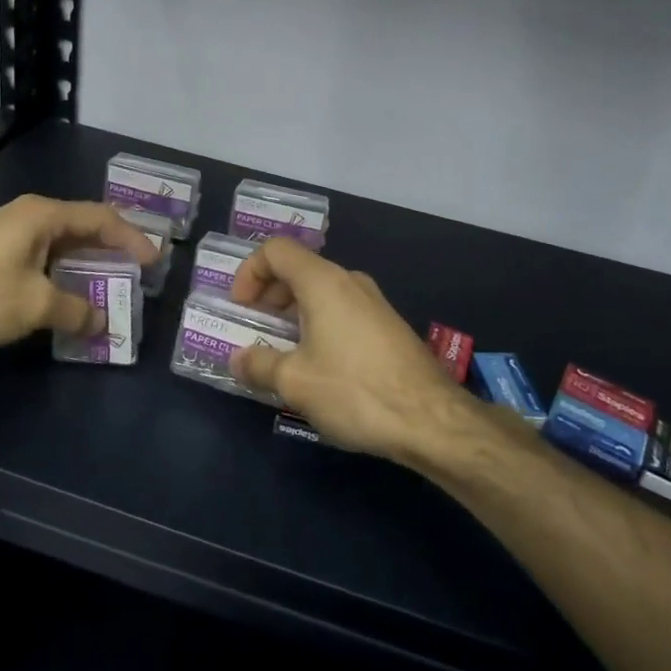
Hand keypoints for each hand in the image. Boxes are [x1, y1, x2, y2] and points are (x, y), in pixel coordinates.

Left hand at [0, 195, 157, 351]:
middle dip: (111, 250)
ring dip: (86, 265)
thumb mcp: (35, 304)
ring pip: (60, 245)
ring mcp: (8, 233)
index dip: (132, 238)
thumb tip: (101, 322)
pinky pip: (41, 258)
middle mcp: (28, 216)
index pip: (101, 218)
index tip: (154, 262)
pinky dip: (62, 275)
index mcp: (43, 215)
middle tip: (137, 272)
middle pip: (82, 227)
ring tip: (109, 287)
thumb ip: (75, 310)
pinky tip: (67, 296)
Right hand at [227, 238, 479, 461]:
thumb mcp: (295, 382)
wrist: (432, 420)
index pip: (276, 250)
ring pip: (321, 292)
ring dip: (293, 314)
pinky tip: (318, 366)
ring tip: (282, 352)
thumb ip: (259, 365)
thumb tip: (238, 359)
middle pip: (298, 269)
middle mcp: (349, 282)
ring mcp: (373, 303)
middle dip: (268, 295)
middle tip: (256, 330)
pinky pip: (342, 311)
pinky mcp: (388, 326)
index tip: (241, 308)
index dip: (249, 272)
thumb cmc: (355, 391)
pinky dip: (318, 325)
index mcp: (323, 282)